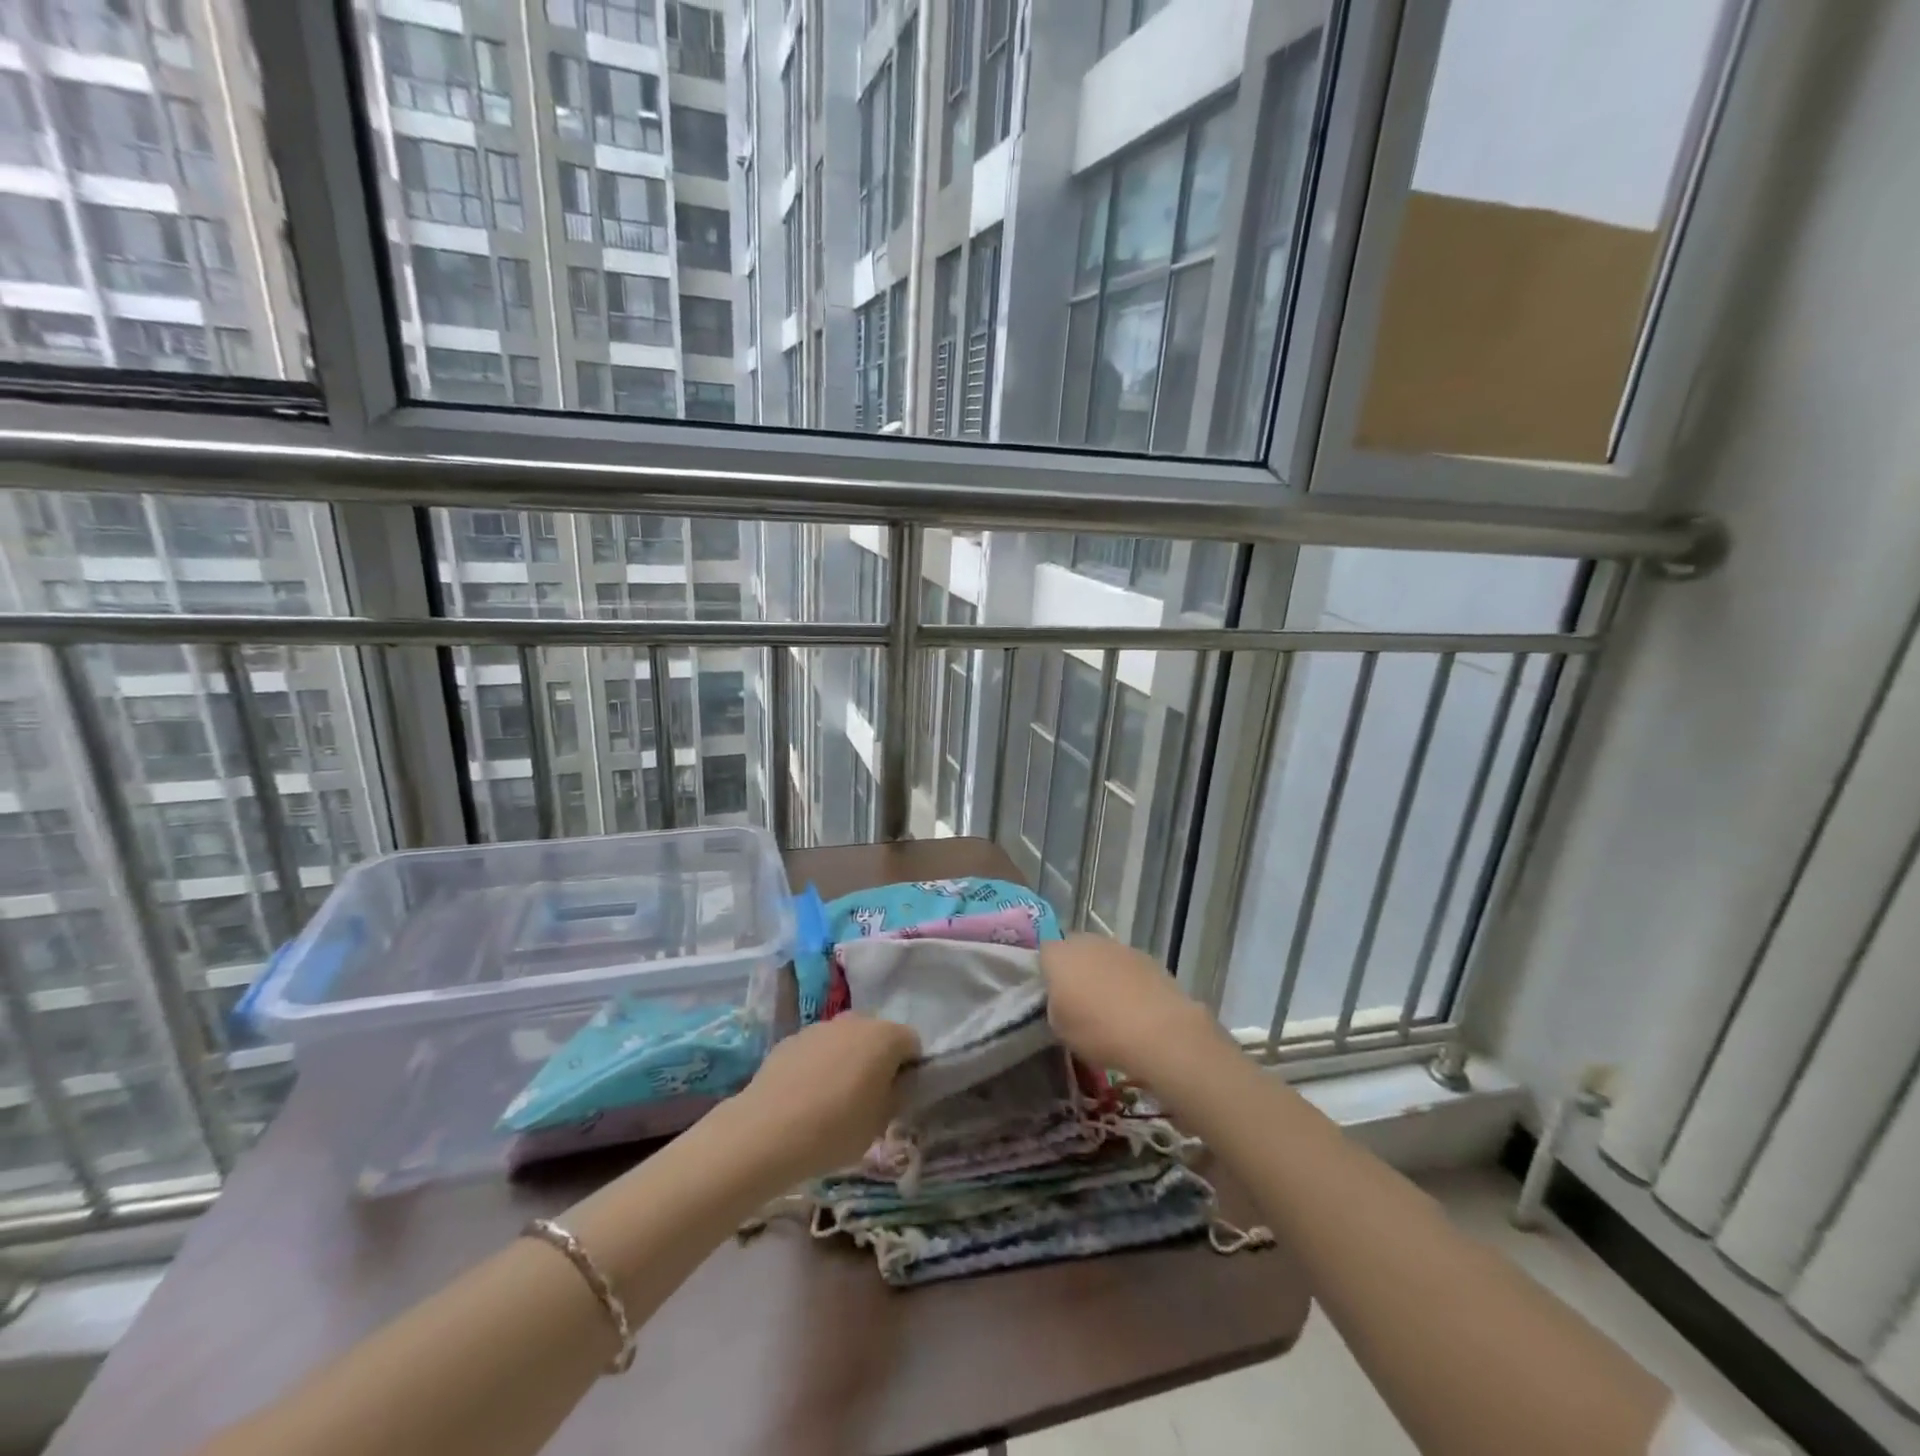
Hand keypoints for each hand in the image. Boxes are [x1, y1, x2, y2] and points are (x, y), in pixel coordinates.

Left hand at [723, 1015, 920, 1186]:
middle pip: (877, 1036)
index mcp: (885, 1036)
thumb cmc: (835, 1129)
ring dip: (847, 1061)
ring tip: (833, 1101)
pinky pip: (817, 1050)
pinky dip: (819, 1066)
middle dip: (878, 1061)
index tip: (897, 1097)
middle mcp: (855, 1020)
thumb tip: (896, 1083)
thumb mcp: (880, 1122)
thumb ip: (896, 1095)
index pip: (912, 1043)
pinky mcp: (791, 1039)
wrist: (766, 1131)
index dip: (909, 1069)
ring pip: (845, 1040)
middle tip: (868, 1099)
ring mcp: (820, 1027)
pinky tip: (805, 1098)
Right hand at [1041, 934, 1220, 1084]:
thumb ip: (1054, 1006)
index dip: (1047, 972)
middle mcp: (1086, 942)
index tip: (1053, 995)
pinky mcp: (1145, 956)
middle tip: (1078, 1000)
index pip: (1043, 953)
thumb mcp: (1059, 1028)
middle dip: (1074, 969)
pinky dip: (1126, 979)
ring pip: (1101, 956)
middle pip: (1073, 950)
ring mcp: (1118, 946)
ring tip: (1110, 1006)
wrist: (1158, 1031)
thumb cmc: (1098, 1031)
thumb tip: (1062, 999)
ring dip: (1101, 973)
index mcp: (1058, 955)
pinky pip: (1126, 966)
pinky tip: (1134, 1006)